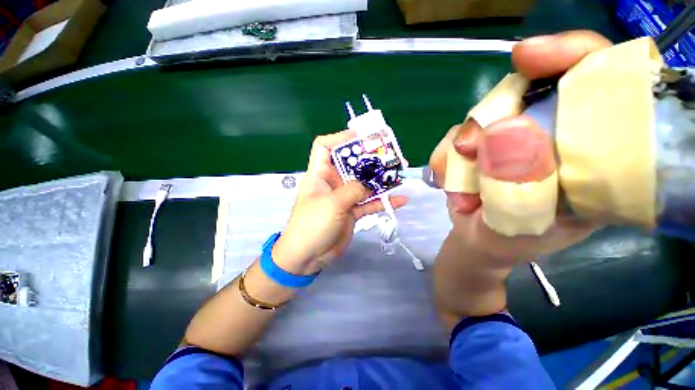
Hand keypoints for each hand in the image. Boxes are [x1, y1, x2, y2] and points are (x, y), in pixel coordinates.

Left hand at [273, 130, 407, 273]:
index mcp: (320, 174)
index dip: (339, 138)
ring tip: (399, 175)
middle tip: (390, 156)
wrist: (308, 256)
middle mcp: (333, 182)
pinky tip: (400, 200)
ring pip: (364, 184)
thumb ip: (353, 190)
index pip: (324, 147)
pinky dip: (383, 202)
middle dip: (369, 160)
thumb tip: (368, 184)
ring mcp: (344, 197)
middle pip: (351, 164)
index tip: (360, 138)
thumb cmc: (312, 225)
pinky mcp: (352, 211)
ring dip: (380, 181)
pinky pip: (370, 203)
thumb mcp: (332, 204)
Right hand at [430, 31, 610, 262]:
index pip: (603, 82)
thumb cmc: (510, 241)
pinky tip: (447, 181)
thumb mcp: (522, 226)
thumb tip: (502, 133)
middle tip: (467, 151)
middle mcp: (554, 134)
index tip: (529, 56)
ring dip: (459, 148)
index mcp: (594, 153)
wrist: (478, 242)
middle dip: (491, 116)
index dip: (573, 57)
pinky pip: (454, 134)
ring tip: (459, 189)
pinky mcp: (481, 143)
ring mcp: (512, 136)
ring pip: (483, 113)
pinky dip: (444, 157)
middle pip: (528, 89)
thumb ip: (518, 188)